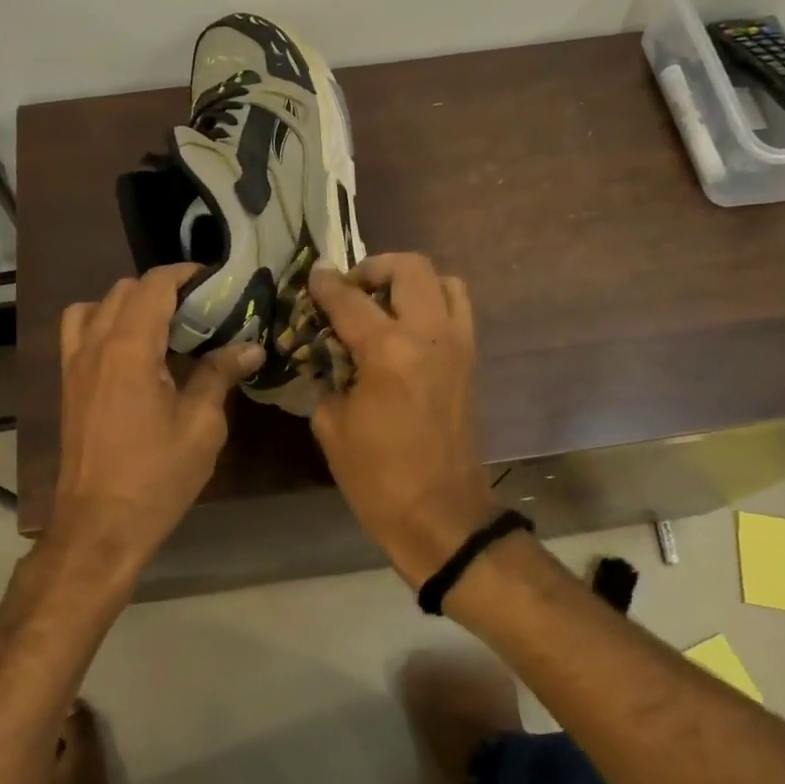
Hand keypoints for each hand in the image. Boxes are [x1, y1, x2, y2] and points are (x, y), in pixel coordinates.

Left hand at [46, 264, 262, 583]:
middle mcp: (95, 345)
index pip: (154, 285)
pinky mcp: (67, 383)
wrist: (99, 526)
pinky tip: (133, 354)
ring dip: (131, 305)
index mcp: (129, 348)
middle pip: (126, 289)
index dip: (187, 275)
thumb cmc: (156, 478)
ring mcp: (74, 363)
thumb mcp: (201, 427)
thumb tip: (249, 348)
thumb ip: (219, 376)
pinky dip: (104, 324)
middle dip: (164, 290)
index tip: (217, 284)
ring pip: (97, 306)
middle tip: (201, 312)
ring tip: (163, 330)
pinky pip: (79, 332)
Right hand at [308, 254, 497, 587]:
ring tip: (384, 303)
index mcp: (388, 352)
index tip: (314, 274)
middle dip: (375, 267)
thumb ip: (327, 379)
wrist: (442, 516)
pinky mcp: (471, 362)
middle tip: (352, 289)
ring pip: (444, 281)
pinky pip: (458, 311)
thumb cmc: (378, 478)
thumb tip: (326, 357)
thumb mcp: (332, 427)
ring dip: (411, 281)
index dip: (326, 283)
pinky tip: (407, 330)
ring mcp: (458, 346)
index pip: (350, 299)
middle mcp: (429, 335)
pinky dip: (434, 303)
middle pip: (410, 267)